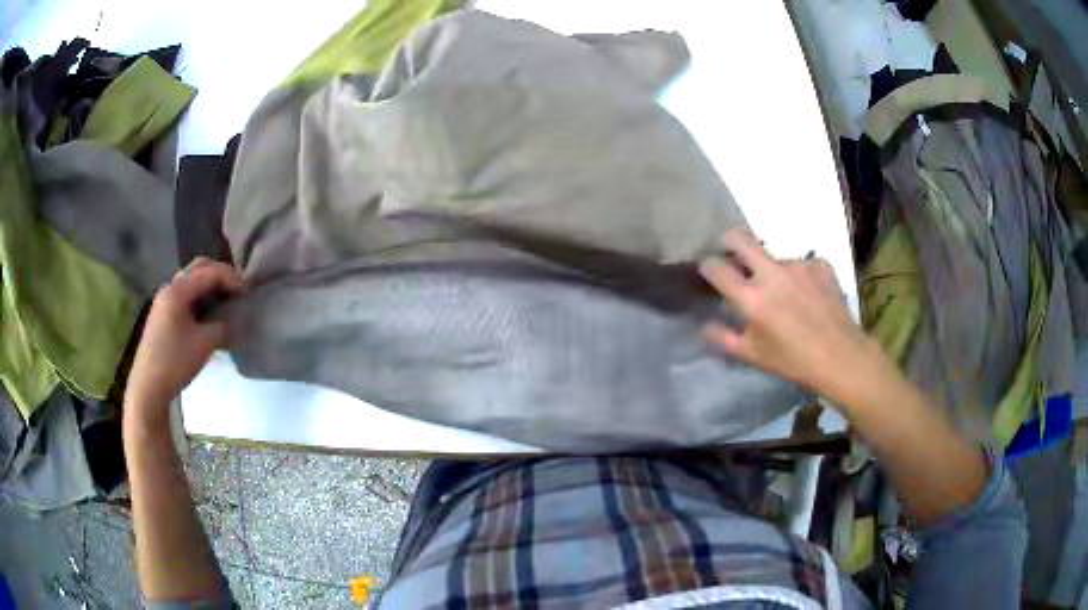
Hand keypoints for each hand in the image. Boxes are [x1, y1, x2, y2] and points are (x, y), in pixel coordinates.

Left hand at [125, 258, 245, 424]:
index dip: (232, 279)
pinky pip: (186, 296)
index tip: (248, 293)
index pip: (210, 272)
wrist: (148, 387)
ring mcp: (164, 301)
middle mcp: (170, 288)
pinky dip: (201, 298)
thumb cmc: (175, 362)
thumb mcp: (204, 344)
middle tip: (238, 291)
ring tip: (226, 302)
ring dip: (210, 287)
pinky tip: (209, 315)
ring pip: (192, 282)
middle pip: (199, 268)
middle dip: (221, 275)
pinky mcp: (163, 315)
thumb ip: (222, 327)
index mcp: (178, 290)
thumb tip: (233, 321)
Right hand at [699, 229, 889, 403]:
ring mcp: (798, 265)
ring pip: (774, 256)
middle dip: (729, 241)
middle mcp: (771, 274)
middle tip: (732, 253)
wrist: (841, 356)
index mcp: (751, 298)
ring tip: (785, 292)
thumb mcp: (753, 356)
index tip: (709, 270)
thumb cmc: (793, 361)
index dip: (707, 266)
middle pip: (740, 238)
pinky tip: (807, 293)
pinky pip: (801, 264)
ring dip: (772, 269)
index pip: (717, 268)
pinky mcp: (819, 265)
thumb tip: (705, 324)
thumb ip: (724, 338)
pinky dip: (799, 276)